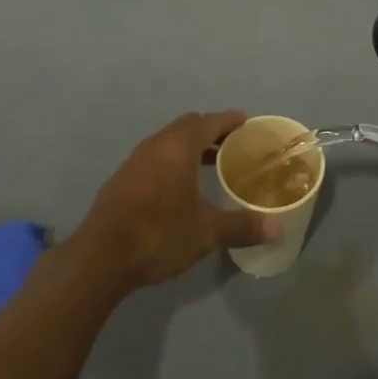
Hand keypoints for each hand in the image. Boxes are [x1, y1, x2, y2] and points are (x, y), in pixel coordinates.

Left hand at [71, 111, 276, 291]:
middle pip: (189, 125)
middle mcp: (157, 143)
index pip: (211, 121)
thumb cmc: (159, 234)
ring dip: (190, 146)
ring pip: (170, 140)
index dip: (231, 121)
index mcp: (180, 146)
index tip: (247, 124)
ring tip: (210, 165)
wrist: (100, 257)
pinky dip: (173, 160)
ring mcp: (136, 159)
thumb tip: (277, 228)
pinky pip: (155, 156)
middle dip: (212, 131)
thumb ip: (242, 226)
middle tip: (232, 146)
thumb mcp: (206, 233)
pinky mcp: (123, 177)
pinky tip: (178, 187)